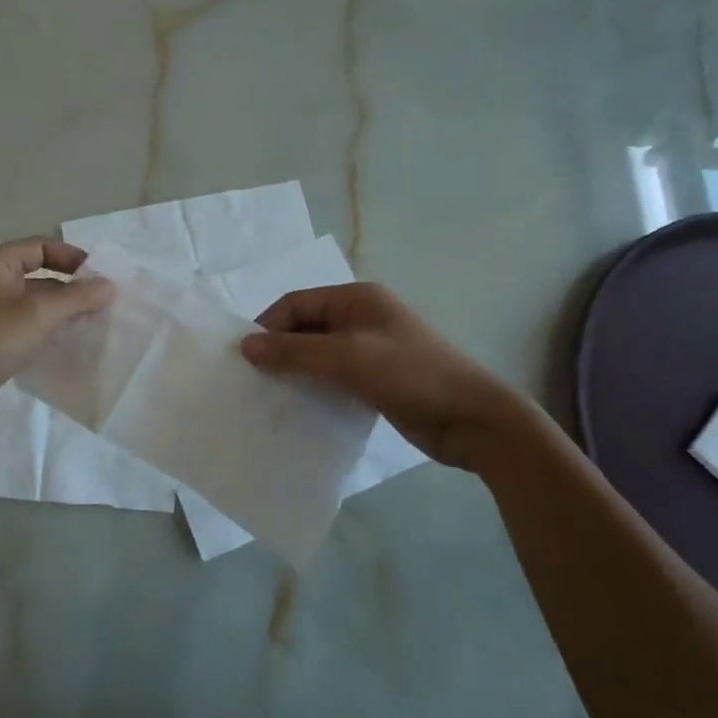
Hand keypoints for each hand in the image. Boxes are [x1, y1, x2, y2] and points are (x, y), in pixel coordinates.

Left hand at [0, 239, 114, 437]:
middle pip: (38, 275)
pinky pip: (22, 329)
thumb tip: (109, 285)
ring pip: (31, 305)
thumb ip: (76, 298)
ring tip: (93, 327)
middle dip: (70, 289)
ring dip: (60, 313)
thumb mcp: (37, 315)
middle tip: (104, 305)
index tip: (102, 278)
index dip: (72, 258)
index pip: (41, 247)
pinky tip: (66, 348)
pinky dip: (44, 334)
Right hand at [240, 283, 532, 468]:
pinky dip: (314, 386)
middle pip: (306, 326)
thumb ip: (295, 351)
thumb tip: (245, 346)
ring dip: (295, 369)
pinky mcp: (376, 378)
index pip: (296, 303)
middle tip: (252, 378)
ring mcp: (370, 348)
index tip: (244, 358)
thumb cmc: (410, 375)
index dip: (268, 326)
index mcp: (357, 298)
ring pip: (318, 353)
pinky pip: (333, 375)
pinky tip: (298, 406)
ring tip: (269, 394)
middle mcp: (361, 317)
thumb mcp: (348, 358)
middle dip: (279, 349)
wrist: (473, 419)